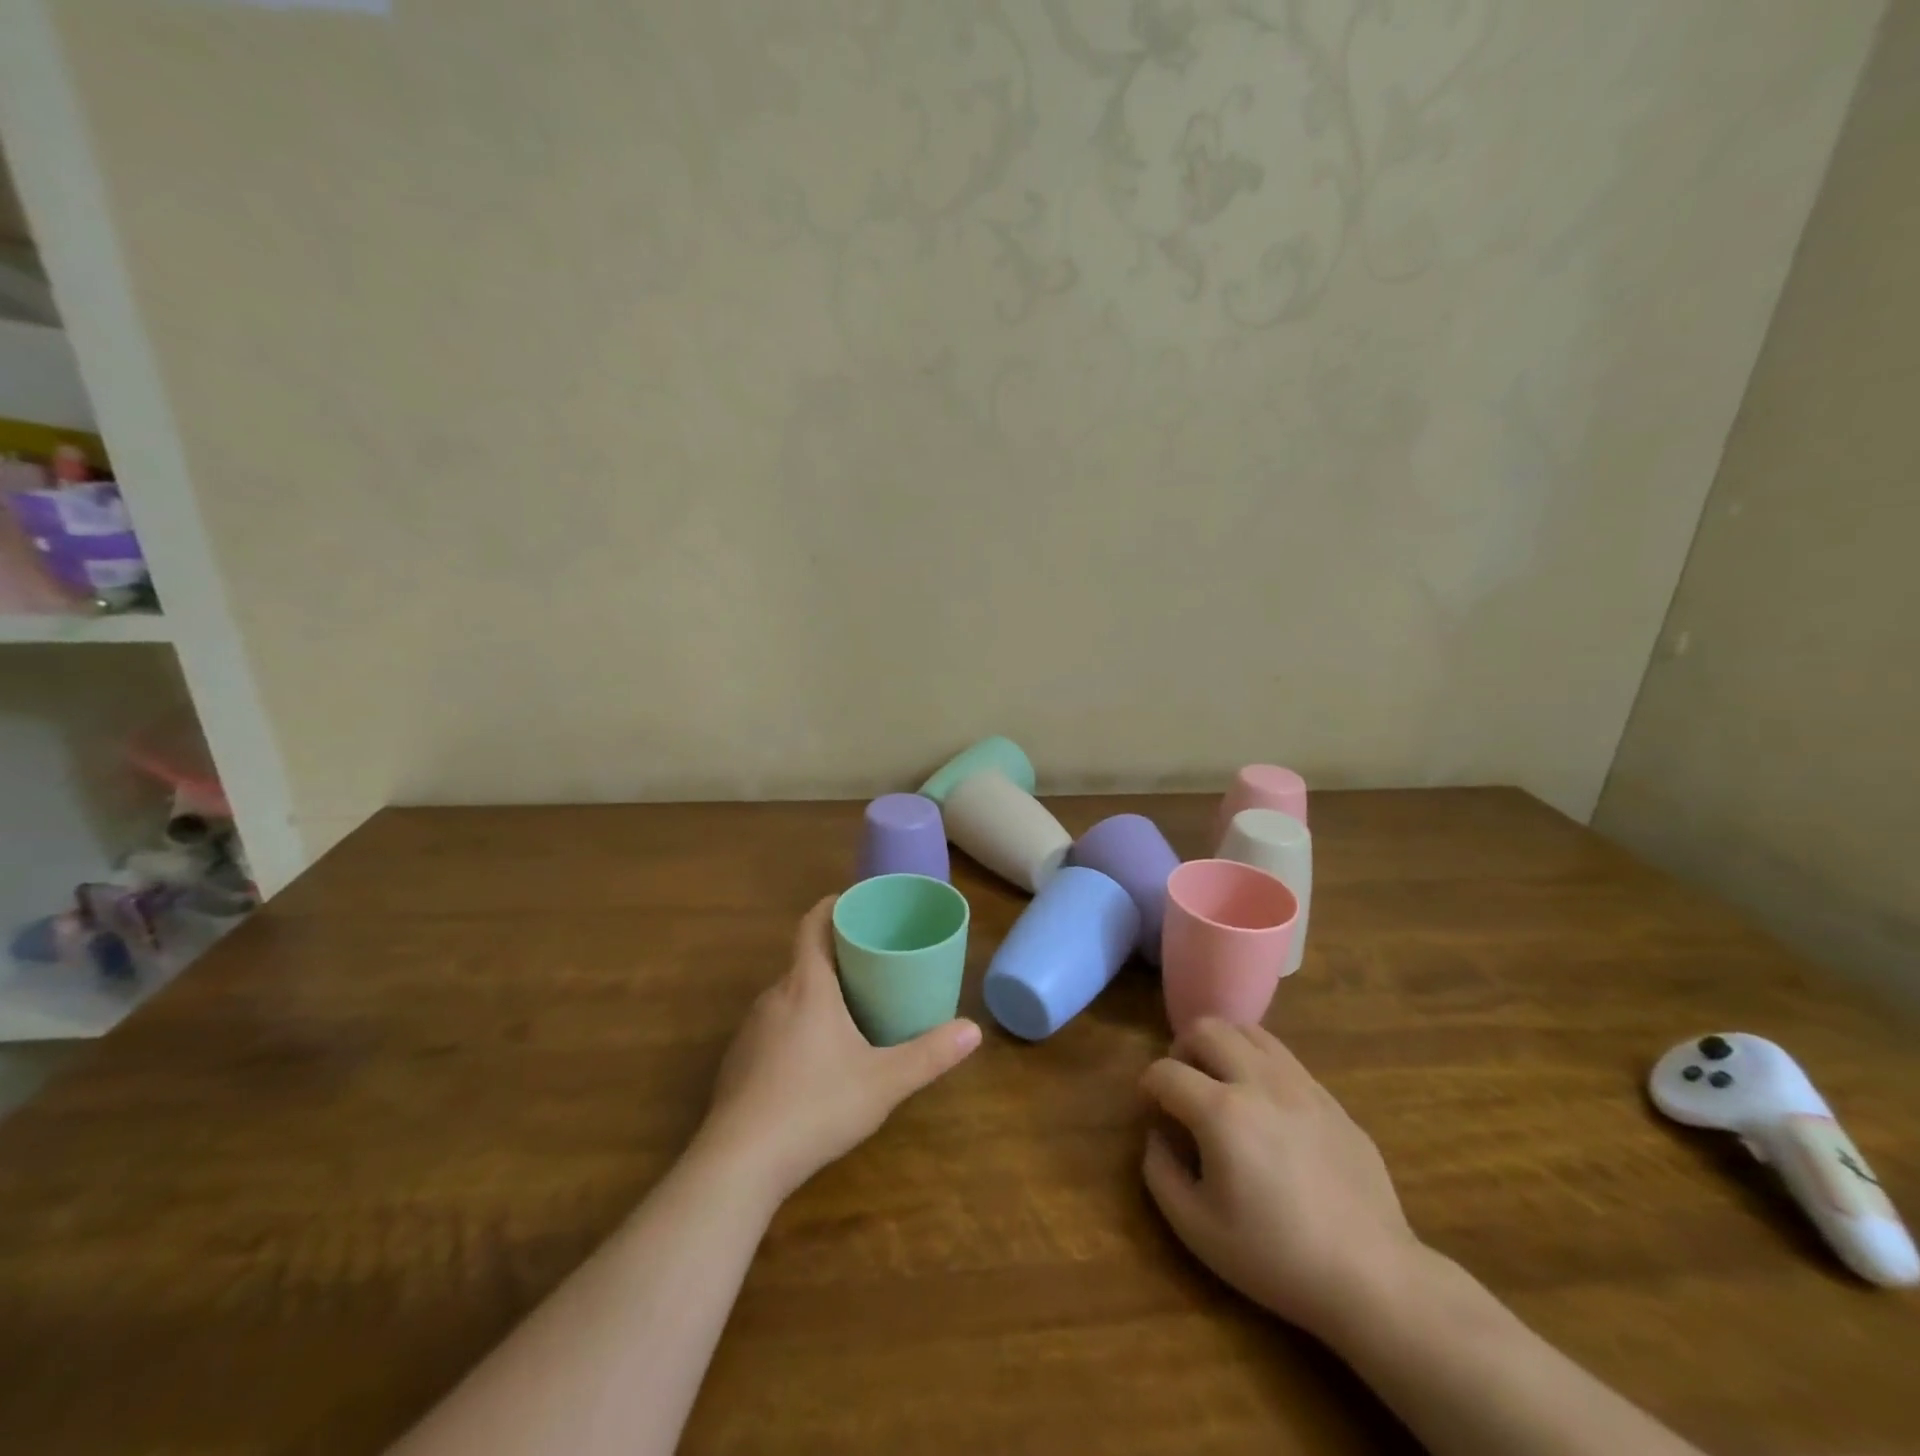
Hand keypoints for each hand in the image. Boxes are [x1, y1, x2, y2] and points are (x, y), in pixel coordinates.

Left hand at [697, 896, 981, 1202]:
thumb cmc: (816, 1106)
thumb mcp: (884, 1082)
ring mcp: (751, 1029)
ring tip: (848, 1009)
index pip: (813, 924)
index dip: (833, 906)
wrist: (739, 1163)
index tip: (857, 904)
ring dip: (815, 993)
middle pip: (804, 959)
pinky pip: (772, 1025)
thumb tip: (973, 1030)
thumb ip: (929, 1055)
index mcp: (807, 986)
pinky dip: (795, 1025)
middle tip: (872, 965)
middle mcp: (774, 996)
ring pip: (788, 995)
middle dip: (836, 956)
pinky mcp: (738, 1061)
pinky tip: (813, 1060)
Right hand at [1140, 1019, 1424, 1343]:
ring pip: (1247, 1030)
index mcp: (1222, 1112)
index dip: (1147, 1087)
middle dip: (1181, 1049)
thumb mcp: (1197, 1229)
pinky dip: (1257, 1063)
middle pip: (1206, 1028)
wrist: (1372, 1277)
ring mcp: (1300, 1084)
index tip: (1150, 1111)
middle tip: (1183, 1086)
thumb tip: (1157, 1136)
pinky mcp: (1330, 1097)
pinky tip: (1263, 1104)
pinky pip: (1282, 1056)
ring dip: (1222, 1046)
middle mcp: (1258, 1081)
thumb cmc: (1276, 1258)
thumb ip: (1160, 1173)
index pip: (1165, 1072)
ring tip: (1221, 1082)